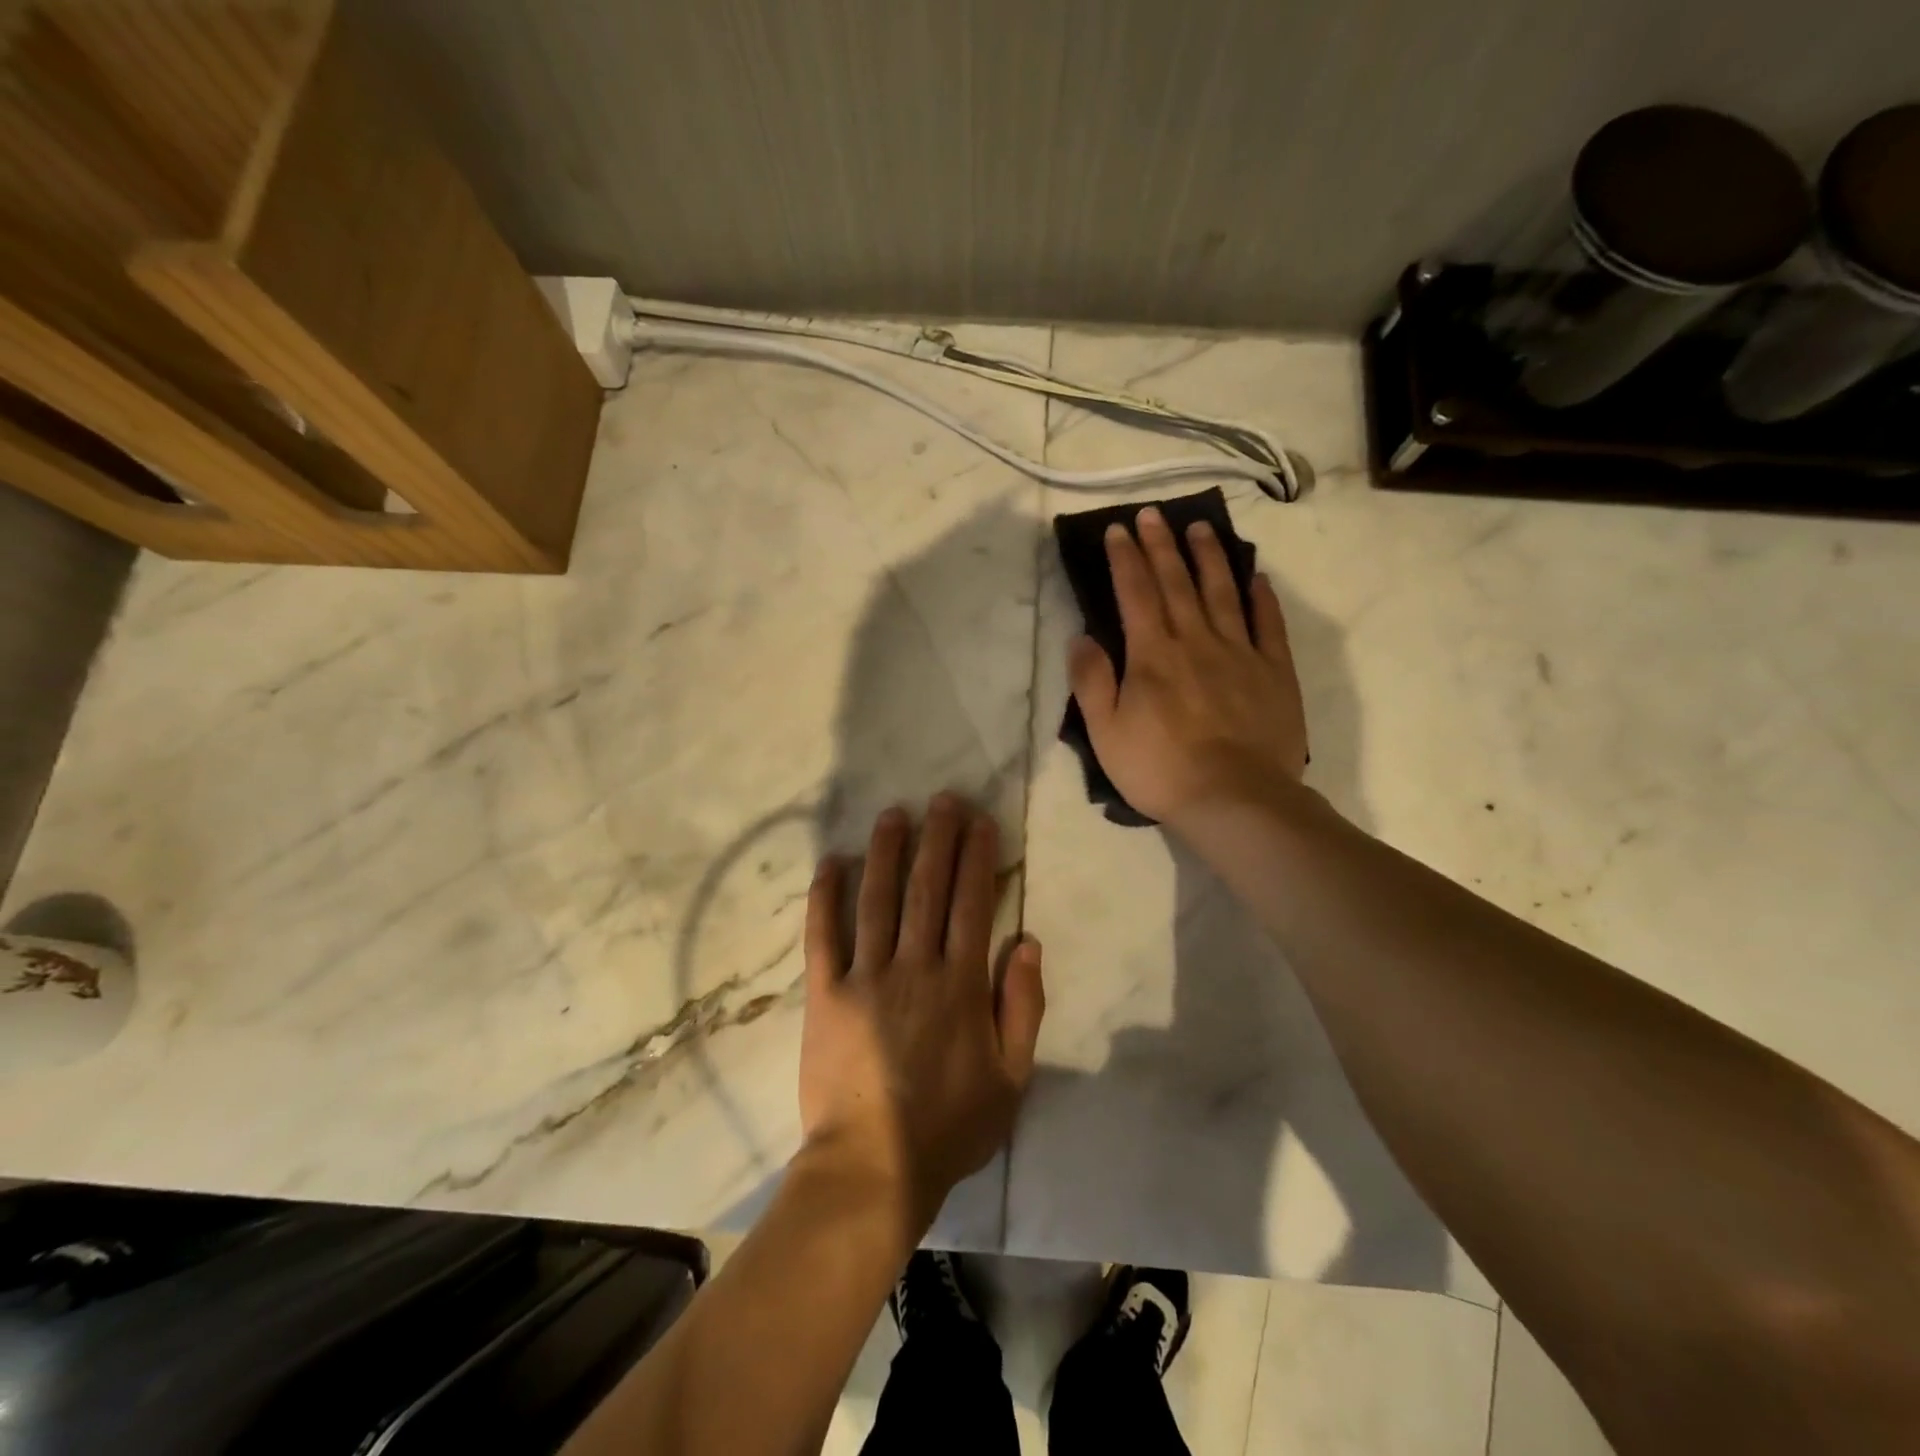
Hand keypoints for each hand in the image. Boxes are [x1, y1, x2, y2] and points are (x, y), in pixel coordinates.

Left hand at [799, 796, 1045, 1233]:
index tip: (980, 821)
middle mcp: (914, 967)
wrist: (872, 1168)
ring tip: (894, 815)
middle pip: (927, 889)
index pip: (972, 904)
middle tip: (942, 799)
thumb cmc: (949, 1127)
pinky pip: (823, 935)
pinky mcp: (824, 994)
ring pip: (876, 899)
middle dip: (937, 838)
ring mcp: (864, 977)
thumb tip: (1029, 941)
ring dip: (886, 852)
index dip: (977, 857)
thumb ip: (1023, 1006)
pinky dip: (826, 896)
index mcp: (960, 984)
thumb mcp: (1011, 1078)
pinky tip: (832, 862)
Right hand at [1068, 506, 1308, 829]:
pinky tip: (1255, 577)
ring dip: (1209, 557)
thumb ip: (1092, 681)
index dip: (1124, 559)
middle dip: (1161, 545)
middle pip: (1176, 582)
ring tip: (1201, 527)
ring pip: (1222, 592)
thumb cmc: (1160, 770)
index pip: (1134, 594)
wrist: (1235, 799)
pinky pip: (1267, 625)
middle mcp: (1195, 641)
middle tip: (1153, 514)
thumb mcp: (1106, 733)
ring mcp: (1240, 653)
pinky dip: (1261, 598)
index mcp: (1152, 655)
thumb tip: (1081, 637)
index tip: (1118, 529)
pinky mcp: (1274, 672)